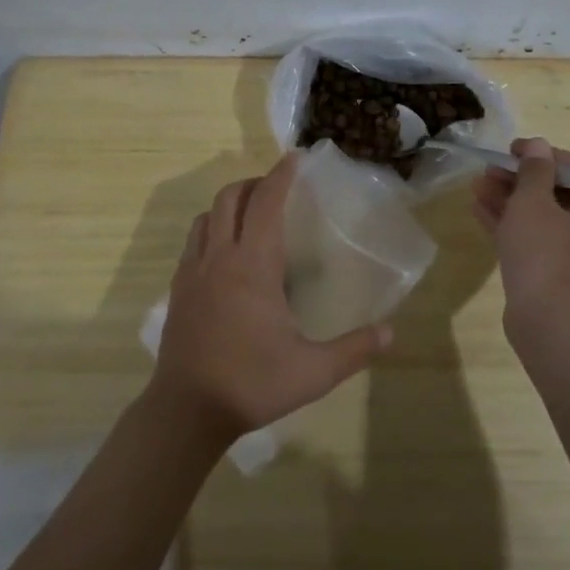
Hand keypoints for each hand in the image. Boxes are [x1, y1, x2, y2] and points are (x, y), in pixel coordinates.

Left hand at [151, 153, 392, 444]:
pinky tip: (226, 254)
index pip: (266, 203)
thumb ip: (355, 349)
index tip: (295, 158)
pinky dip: (211, 230)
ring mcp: (193, 272)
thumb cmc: (252, 384)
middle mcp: (220, 258)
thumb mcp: (313, 371)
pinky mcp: (179, 290)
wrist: (186, 411)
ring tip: (252, 216)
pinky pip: (194, 242)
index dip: (281, 175)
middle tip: (278, 189)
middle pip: (230, 198)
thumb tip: (391, 332)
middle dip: (254, 184)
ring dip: (230, 205)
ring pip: (207, 217)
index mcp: (253, 266)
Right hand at [469, 138, 569, 345]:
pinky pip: (535, 239)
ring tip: (476, 186)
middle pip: (558, 192)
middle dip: (520, 179)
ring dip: (510, 199)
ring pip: (542, 216)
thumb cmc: (547, 257)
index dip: (543, 154)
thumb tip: (538, 146)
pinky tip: (478, 209)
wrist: (550, 328)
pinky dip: (510, 224)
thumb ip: (534, 170)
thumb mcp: (534, 204)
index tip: (511, 149)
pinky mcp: (557, 274)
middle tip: (489, 169)